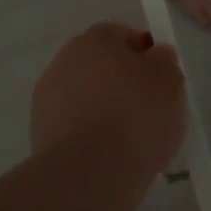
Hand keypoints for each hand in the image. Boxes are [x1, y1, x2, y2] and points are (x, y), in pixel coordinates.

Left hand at [30, 23, 186, 175]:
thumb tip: (154, 56)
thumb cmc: (136, 116)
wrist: (89, 175)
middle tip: (150, 109)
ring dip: (105, 109)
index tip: (163, 81)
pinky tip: (110, 155)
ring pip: (88, 97)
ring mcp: (46, 99)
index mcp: (95, 39)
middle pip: (103, 66)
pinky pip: (76, 126)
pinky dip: (91, 135)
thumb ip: (164, 59)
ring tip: (131, 139)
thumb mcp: (170, 79)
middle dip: (124, 83)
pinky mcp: (39, 134)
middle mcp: (64, 60)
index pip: (125, 36)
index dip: (147, 56)